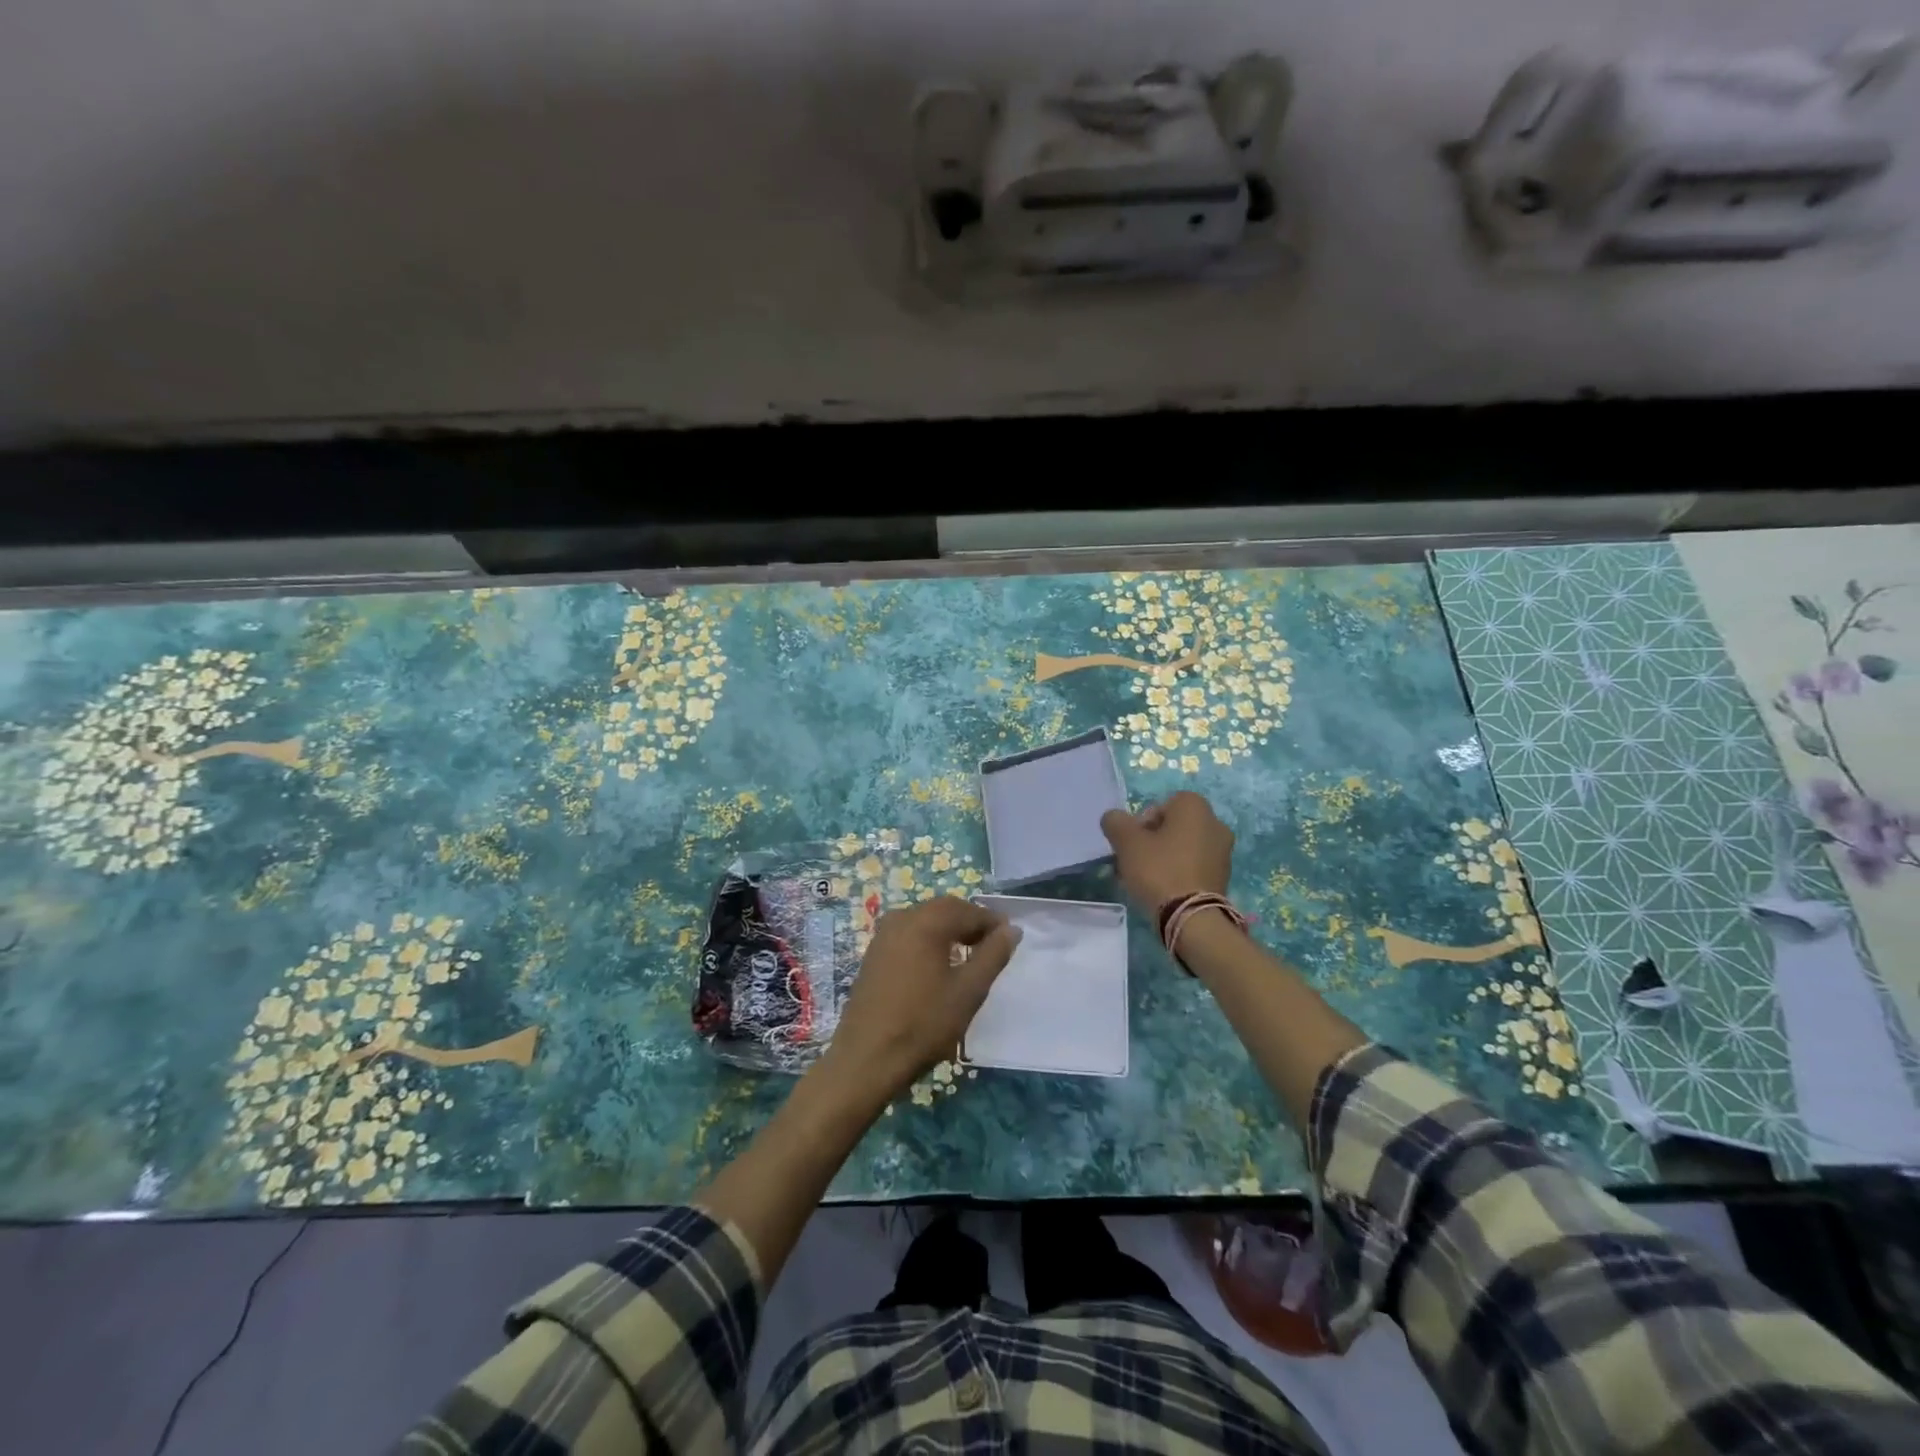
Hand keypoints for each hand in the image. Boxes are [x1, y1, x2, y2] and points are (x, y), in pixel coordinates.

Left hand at [814, 897, 1021, 1105]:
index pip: (967, 910)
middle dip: (970, 923)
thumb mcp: (969, 991)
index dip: (991, 921)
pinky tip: (939, 966)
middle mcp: (901, 919)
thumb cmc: (924, 1023)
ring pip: (925, 921)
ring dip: (949, 932)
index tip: (1010, 937)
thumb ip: (993, 955)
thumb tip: (1011, 930)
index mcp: (925, 921)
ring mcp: (883, 936)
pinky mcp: (873, 955)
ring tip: (969, 956)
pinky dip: (929, 941)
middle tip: (992, 945)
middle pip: (944, 910)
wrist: (867, 1058)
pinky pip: (908, 935)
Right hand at [1100, 790, 1234, 911]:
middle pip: (1171, 826)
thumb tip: (1114, 818)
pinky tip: (1162, 890)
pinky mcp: (1223, 876)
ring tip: (1145, 879)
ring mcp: (1223, 851)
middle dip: (1151, 841)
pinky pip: (1193, 866)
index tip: (1131, 844)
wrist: (1192, 918)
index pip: (1160, 805)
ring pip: (1182, 847)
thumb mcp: (1126, 842)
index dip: (1140, 823)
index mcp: (1195, 807)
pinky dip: (1178, 872)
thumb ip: (1115, 822)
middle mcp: (1215, 823)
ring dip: (1163, 857)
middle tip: (1134, 862)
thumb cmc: (1159, 870)